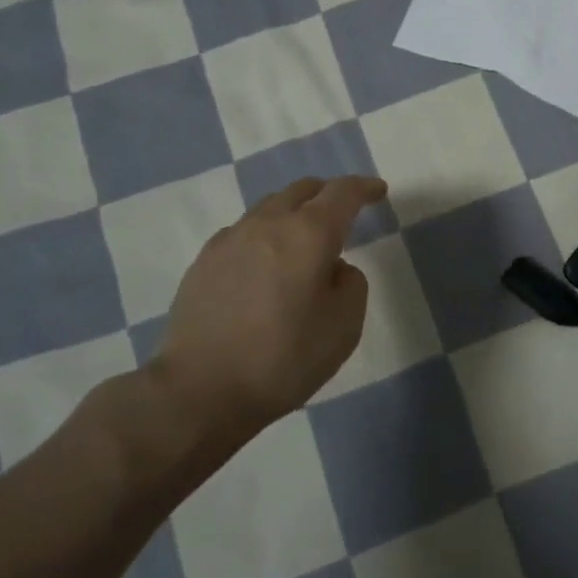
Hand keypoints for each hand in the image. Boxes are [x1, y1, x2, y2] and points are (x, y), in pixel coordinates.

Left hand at [150, 176, 387, 428]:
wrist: (199, 389)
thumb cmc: (283, 358)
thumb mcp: (344, 326)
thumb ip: (351, 283)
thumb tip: (334, 268)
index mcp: (309, 233)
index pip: (342, 193)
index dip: (363, 188)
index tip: (377, 191)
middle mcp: (269, 223)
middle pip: (303, 190)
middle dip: (328, 194)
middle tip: (343, 212)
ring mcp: (231, 239)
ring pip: (270, 207)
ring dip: (294, 213)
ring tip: (302, 241)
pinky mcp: (205, 260)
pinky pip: (245, 232)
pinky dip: (265, 236)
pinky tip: (265, 264)